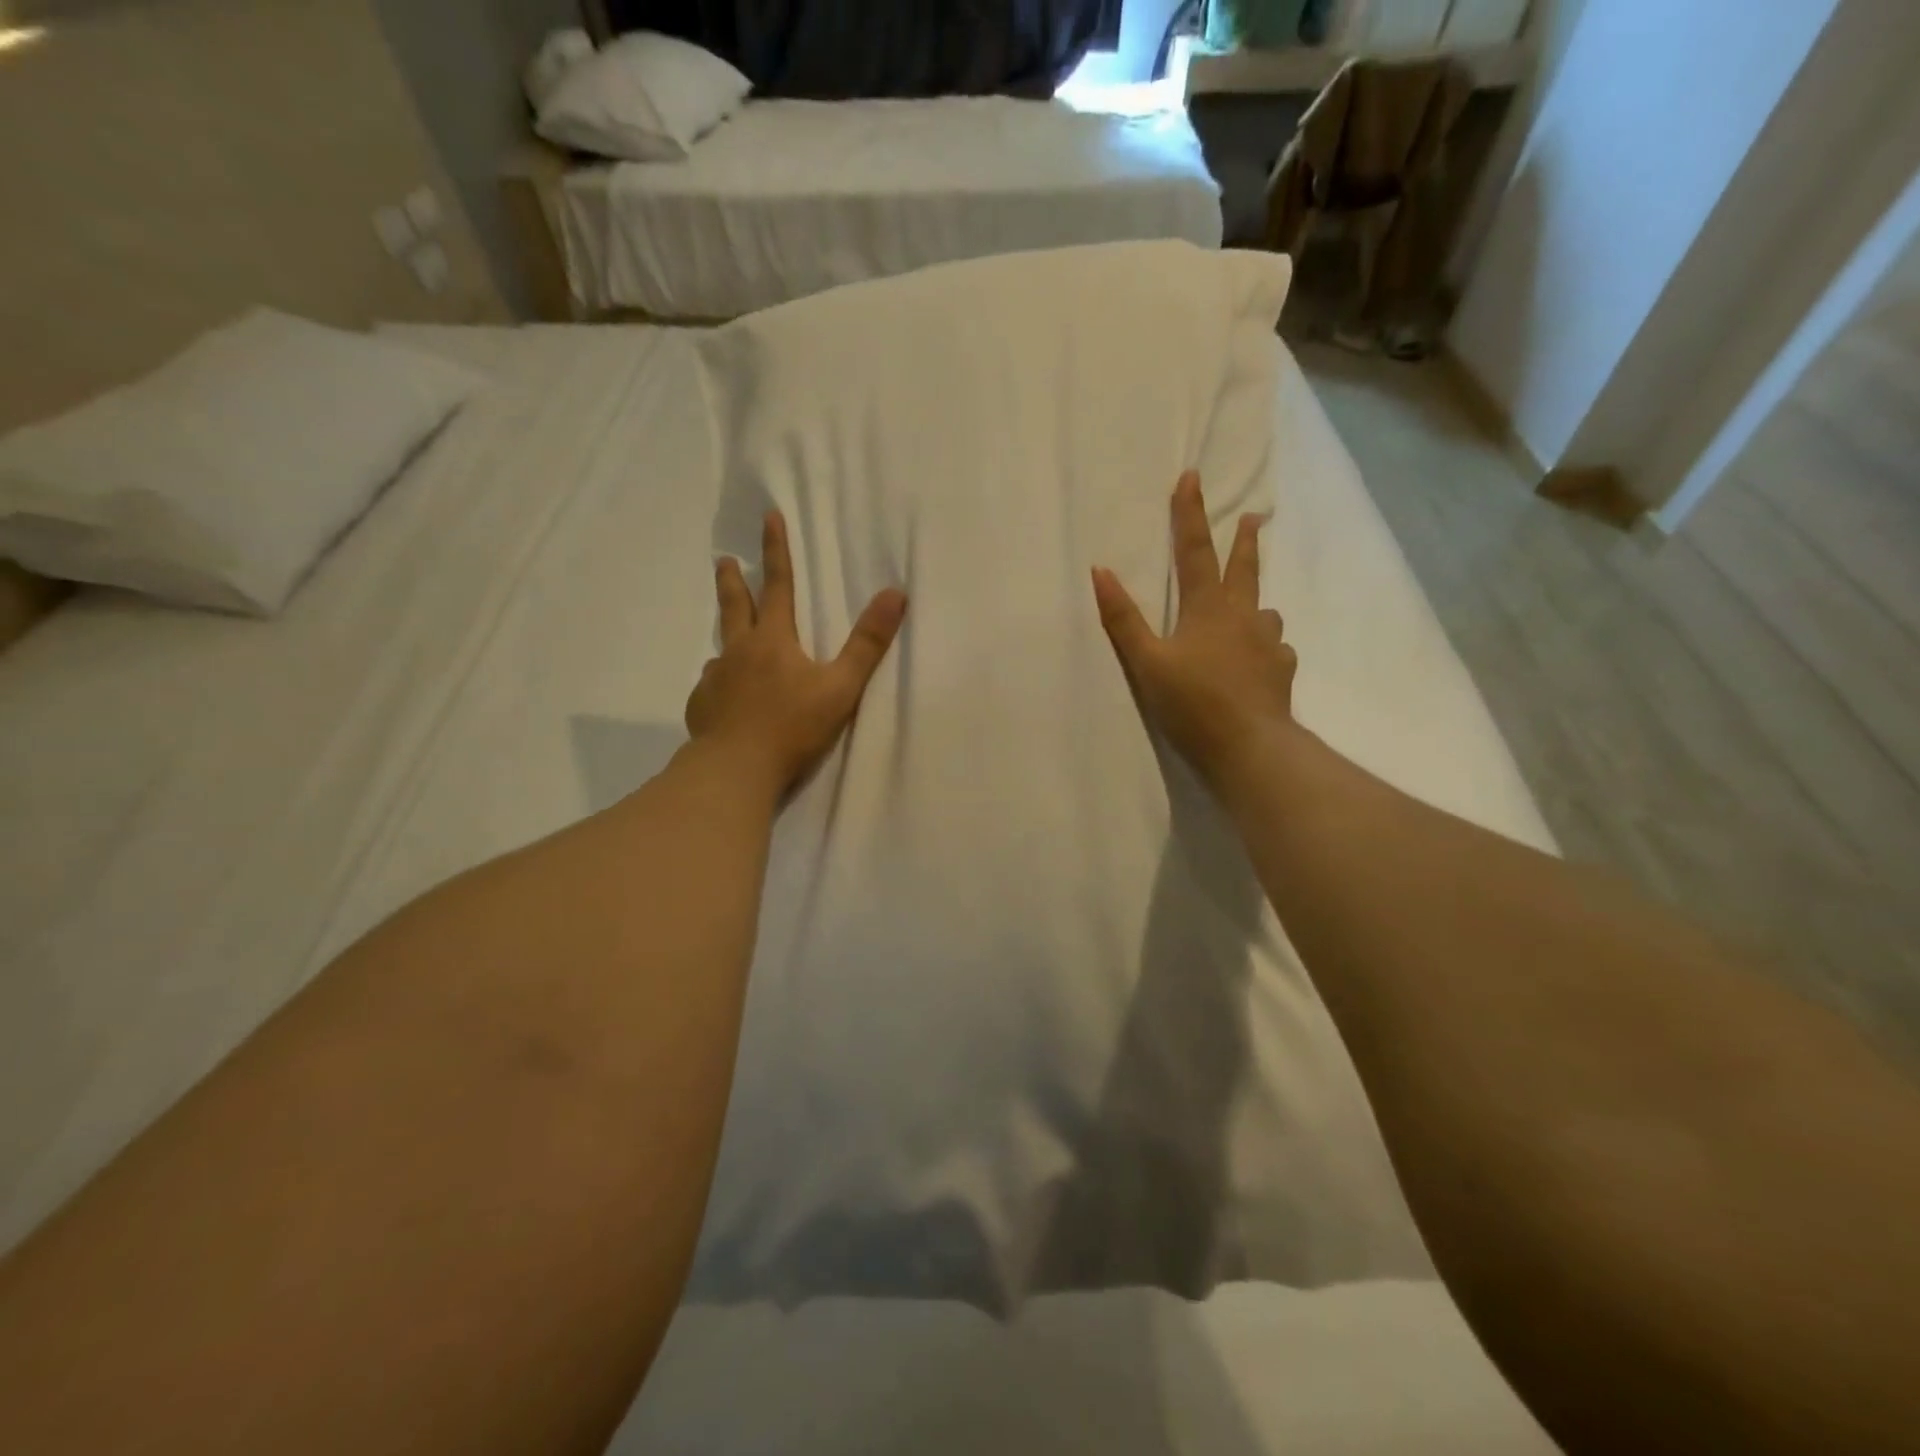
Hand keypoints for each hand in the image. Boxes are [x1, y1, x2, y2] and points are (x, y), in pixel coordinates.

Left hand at [686, 510, 906, 794]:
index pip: (778, 585)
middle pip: (735, 607)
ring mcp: (715, 680)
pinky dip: (719, 683)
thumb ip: (867, 644)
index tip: (768, 517)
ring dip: (727, 638)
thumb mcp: (840, 686)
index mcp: (773, 641)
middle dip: (732, 581)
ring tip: (728, 643)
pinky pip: (711, 686)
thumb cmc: (792, 727)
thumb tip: (895, 594)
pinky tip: (722, 696)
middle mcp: (739, 652)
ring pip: (722, 650)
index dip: (776, 550)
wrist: (735, 770)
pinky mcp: (702, 708)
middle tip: (723, 561)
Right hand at [1091, 471, 1297, 788]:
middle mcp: (1244, 616)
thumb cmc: (1191, 702)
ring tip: (1252, 609)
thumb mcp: (1146, 662)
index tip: (1191, 477)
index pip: (1195, 551)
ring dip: (1256, 601)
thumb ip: (1123, 619)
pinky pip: (1276, 648)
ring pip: (1265, 610)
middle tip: (1252, 518)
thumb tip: (1101, 571)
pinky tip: (1263, 659)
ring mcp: (1268, 643)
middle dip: (1244, 541)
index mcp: (1207, 609)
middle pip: (1244, 569)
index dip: (1189, 514)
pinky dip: (1267, 645)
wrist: (1249, 746)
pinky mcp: (1282, 670)